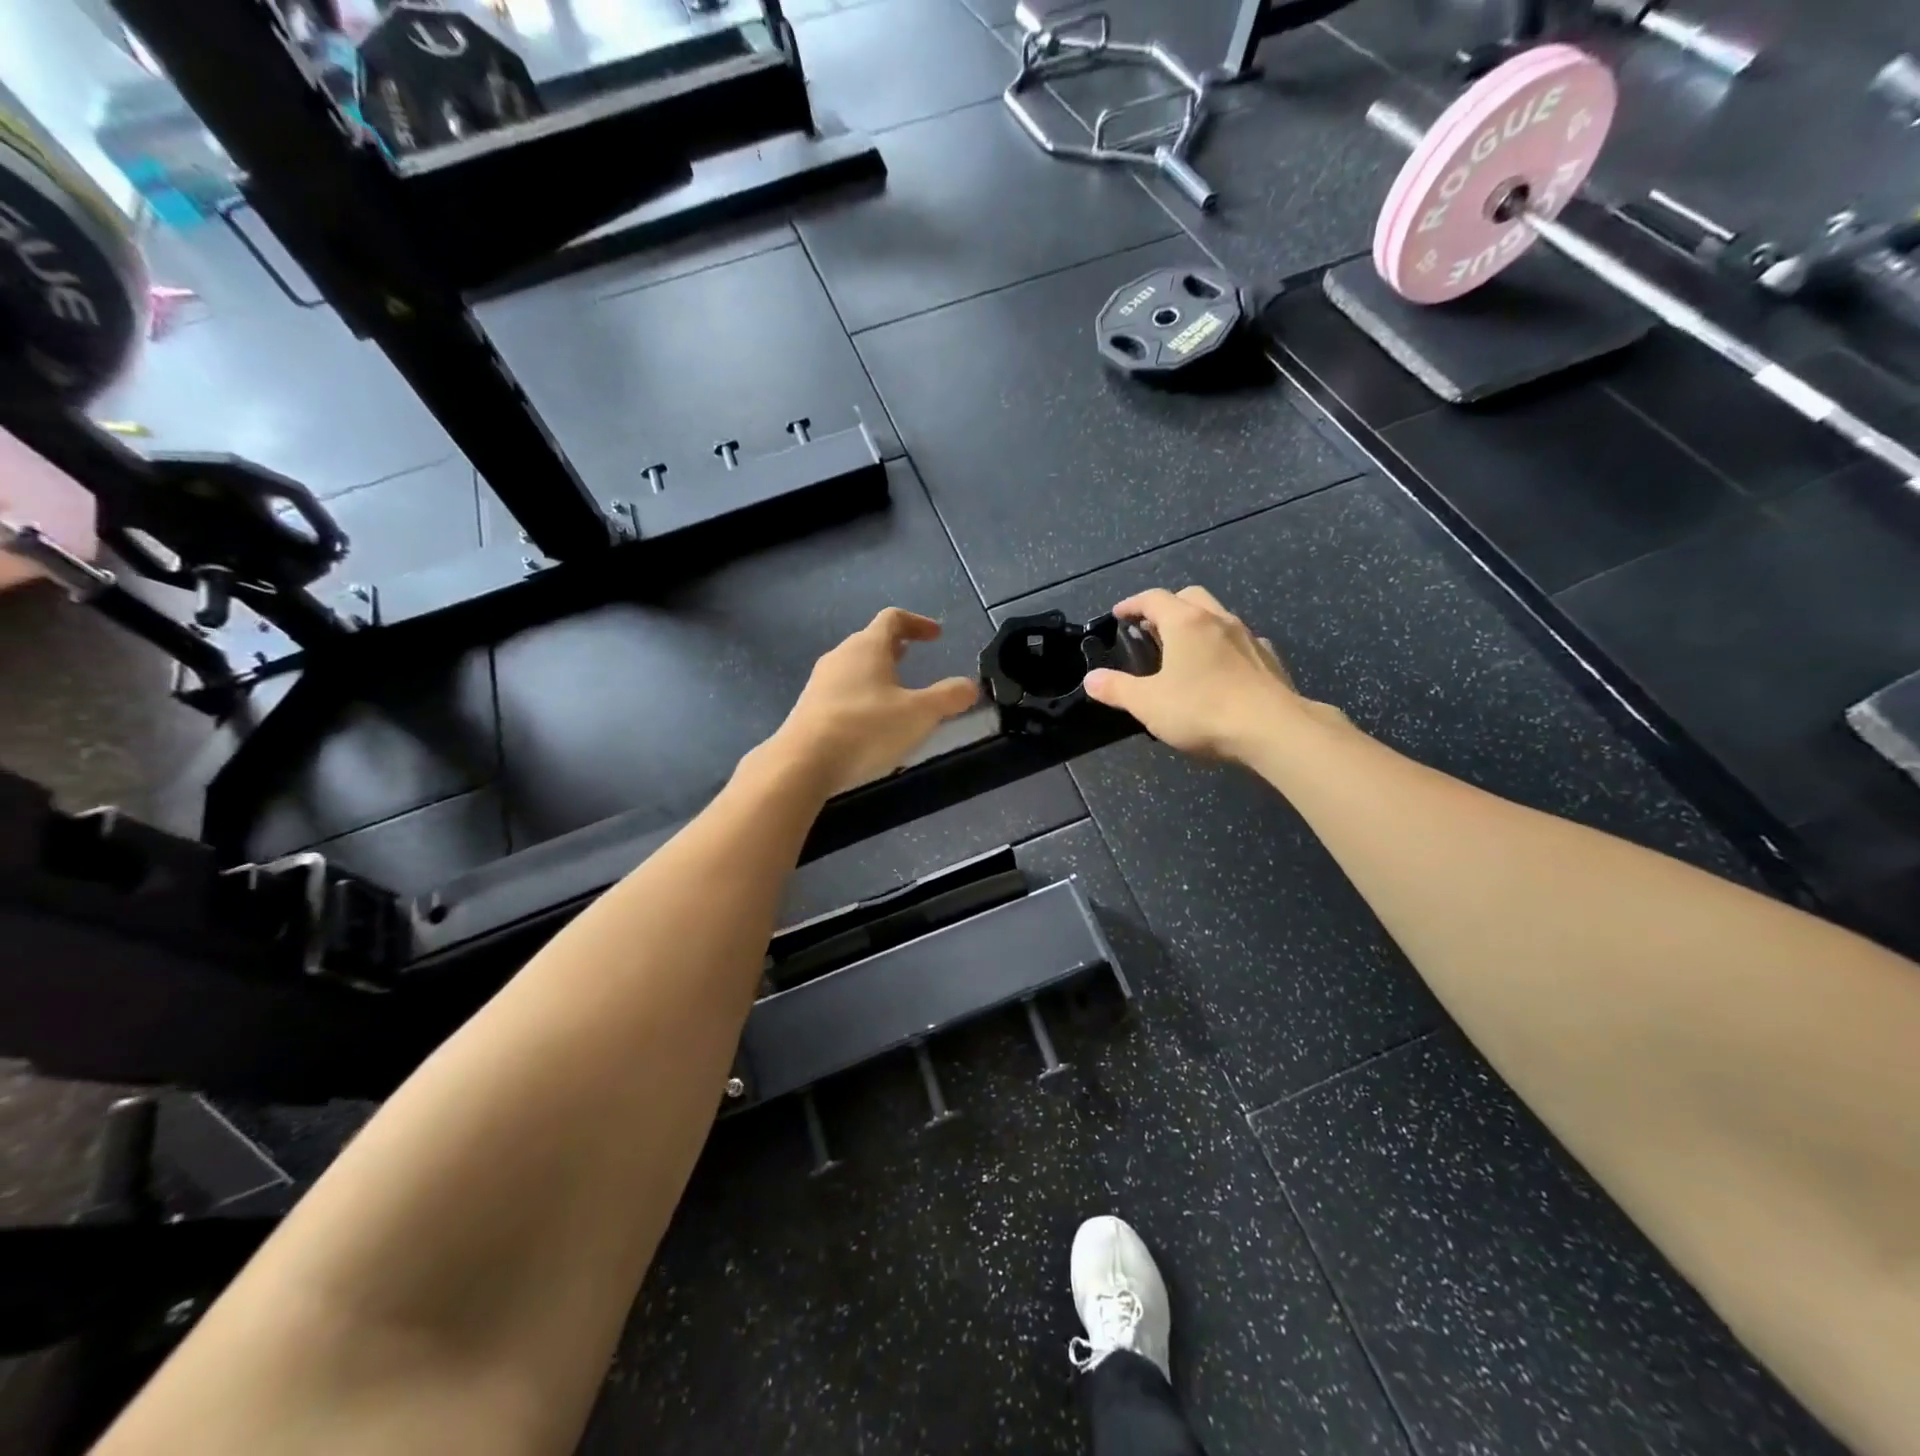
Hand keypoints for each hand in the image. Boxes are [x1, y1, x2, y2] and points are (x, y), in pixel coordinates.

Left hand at [766, 608, 980, 796]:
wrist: (803, 762)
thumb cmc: (866, 728)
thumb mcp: (919, 714)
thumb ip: (948, 698)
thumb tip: (970, 686)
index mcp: (867, 647)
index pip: (893, 619)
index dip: (917, 623)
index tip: (936, 635)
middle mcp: (841, 656)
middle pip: (870, 641)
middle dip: (895, 648)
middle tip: (914, 658)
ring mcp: (821, 682)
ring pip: (854, 667)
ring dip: (877, 673)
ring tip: (895, 691)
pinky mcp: (810, 707)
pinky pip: (842, 691)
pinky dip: (862, 695)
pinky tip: (871, 722)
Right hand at [1083, 586, 1340, 761]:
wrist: (1273, 729)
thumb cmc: (1203, 710)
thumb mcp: (1148, 704)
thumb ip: (1116, 689)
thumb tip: (1091, 679)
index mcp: (1186, 622)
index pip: (1153, 598)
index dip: (1132, 604)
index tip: (1119, 615)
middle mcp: (1218, 619)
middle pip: (1190, 597)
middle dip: (1167, 606)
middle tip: (1151, 628)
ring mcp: (1248, 637)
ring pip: (1217, 616)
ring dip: (1197, 624)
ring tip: (1183, 650)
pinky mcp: (1269, 659)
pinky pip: (1240, 641)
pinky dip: (1223, 646)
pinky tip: (1221, 669)